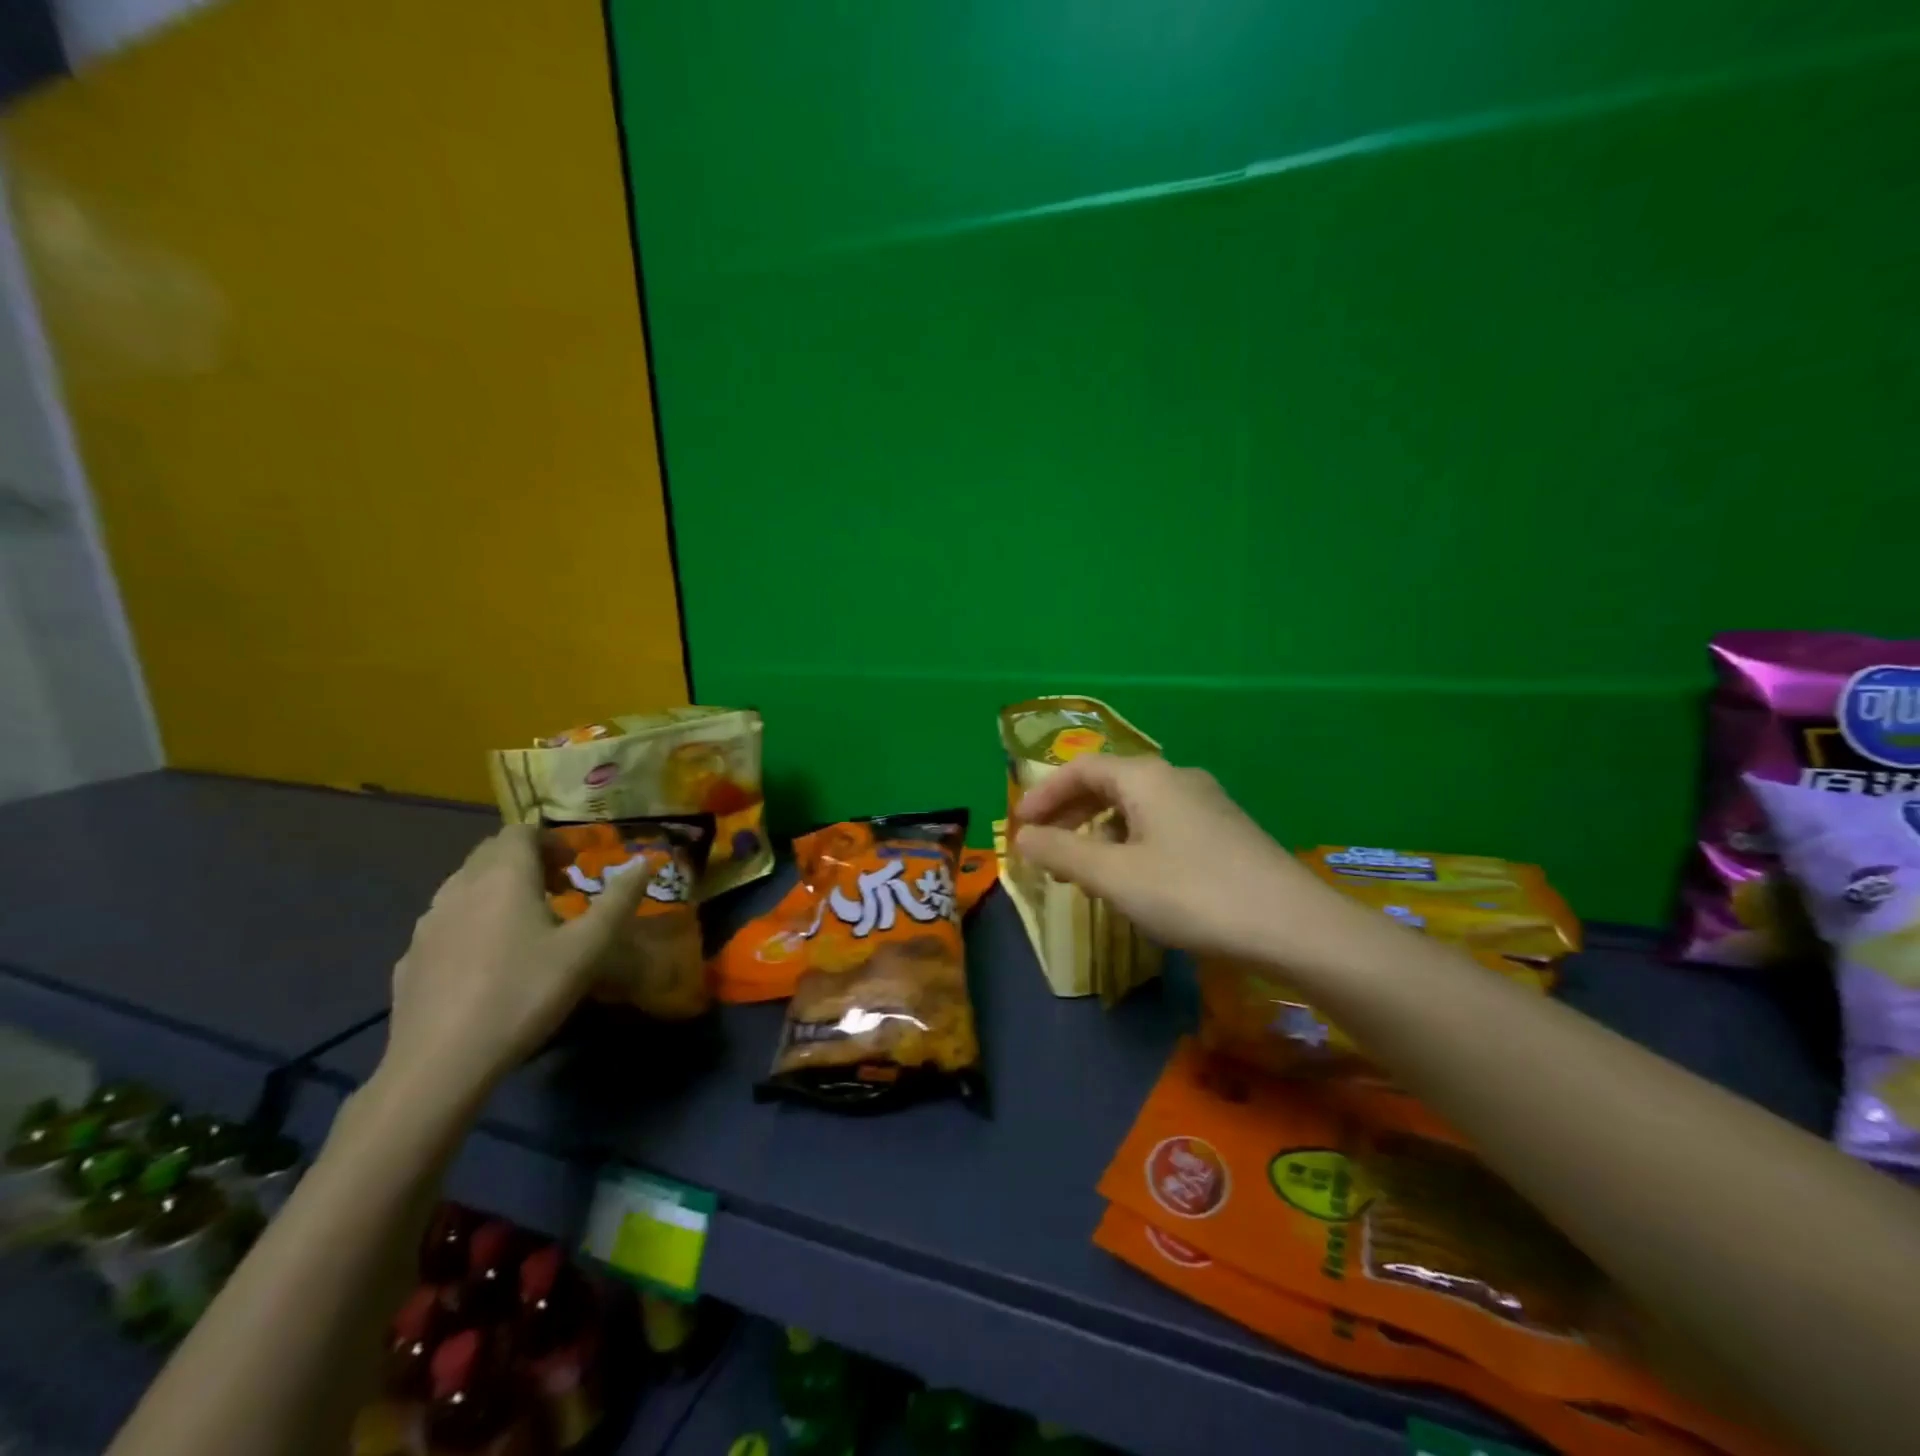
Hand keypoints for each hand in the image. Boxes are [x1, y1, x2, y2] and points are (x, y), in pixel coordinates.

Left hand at [380, 825, 652, 1106]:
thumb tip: (644, 863)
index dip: (550, 842)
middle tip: (558, 893)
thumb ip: (619, 900)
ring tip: (526, 927)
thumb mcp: (587, 948)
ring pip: (466, 886)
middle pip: (492, 853)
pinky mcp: (410, 958)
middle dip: (527, 862)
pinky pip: (447, 922)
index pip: (521, 831)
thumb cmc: (524, 993)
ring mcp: (427, 923)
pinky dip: (473, 923)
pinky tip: (488, 963)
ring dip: (499, 890)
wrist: (440, 1063)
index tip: (574, 869)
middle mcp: (460, 887)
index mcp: (504, 876)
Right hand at [1013, 755, 1338, 963]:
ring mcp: (1206, 803)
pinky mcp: (1225, 831)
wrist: (1294, 926)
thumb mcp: (1114, 876)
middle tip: (1044, 847)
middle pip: (1108, 783)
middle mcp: (1176, 778)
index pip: (1081, 768)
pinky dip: (1130, 842)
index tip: (1019, 827)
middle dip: (1069, 813)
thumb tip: (1022, 838)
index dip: (1043, 795)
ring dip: (1099, 831)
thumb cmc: (1192, 894)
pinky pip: (1161, 825)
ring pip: (1136, 807)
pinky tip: (1132, 878)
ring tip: (1082, 869)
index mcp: (1146, 777)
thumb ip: (1061, 852)